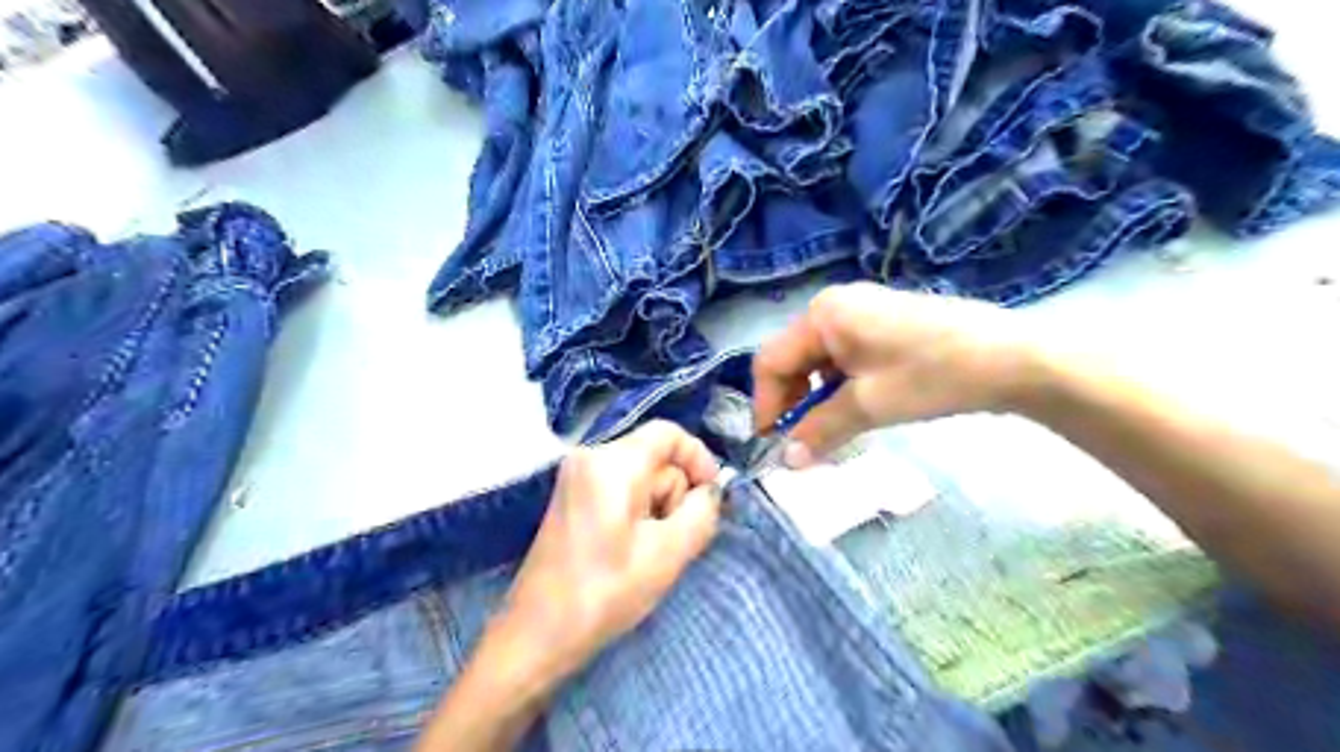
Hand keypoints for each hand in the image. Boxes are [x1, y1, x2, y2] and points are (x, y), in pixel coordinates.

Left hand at [495, 422, 722, 687]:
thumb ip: (701, 512)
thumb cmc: (604, 593)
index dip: (699, 458)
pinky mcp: (572, 497)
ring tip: (647, 551)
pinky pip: (620, 489)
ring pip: (640, 476)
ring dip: (657, 507)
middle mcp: (590, 457)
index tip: (711, 496)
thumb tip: (710, 492)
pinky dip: (637, 512)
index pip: (669, 433)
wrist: (537, 635)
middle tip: (670, 541)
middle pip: (655, 457)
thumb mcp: (668, 554)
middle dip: (674, 494)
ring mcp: (576, 476)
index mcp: (611, 463)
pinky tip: (631, 549)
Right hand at [753, 282, 1035, 464]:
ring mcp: (862, 311)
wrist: (1013, 358)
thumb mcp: (869, 405)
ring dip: (816, 397)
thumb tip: (786, 460)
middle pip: (792, 359)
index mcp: (823, 315)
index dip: (765, 405)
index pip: (770, 361)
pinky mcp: (884, 324)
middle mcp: (835, 305)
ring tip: (831, 430)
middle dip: (792, 402)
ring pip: (819, 360)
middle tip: (802, 443)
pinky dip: (840, 386)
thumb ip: (820, 430)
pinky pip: (845, 356)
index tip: (773, 445)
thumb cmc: (932, 375)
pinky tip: (856, 408)